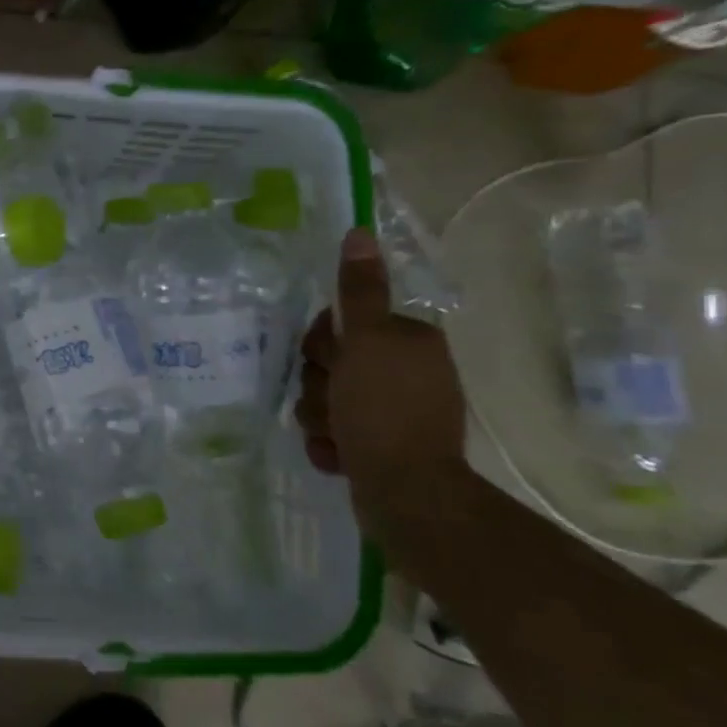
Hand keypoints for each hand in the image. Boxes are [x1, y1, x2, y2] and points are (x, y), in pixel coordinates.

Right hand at [295, 228, 466, 535]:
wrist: (406, 493)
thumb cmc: (383, 410)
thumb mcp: (367, 342)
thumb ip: (359, 291)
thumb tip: (360, 233)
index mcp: (406, 342)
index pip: (339, 325)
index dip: (322, 344)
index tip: (329, 361)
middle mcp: (404, 372)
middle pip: (329, 365)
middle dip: (319, 387)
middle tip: (333, 403)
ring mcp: (393, 412)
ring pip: (326, 400)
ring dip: (319, 418)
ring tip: (336, 436)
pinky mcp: (381, 446)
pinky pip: (335, 432)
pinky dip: (330, 444)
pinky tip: (338, 455)